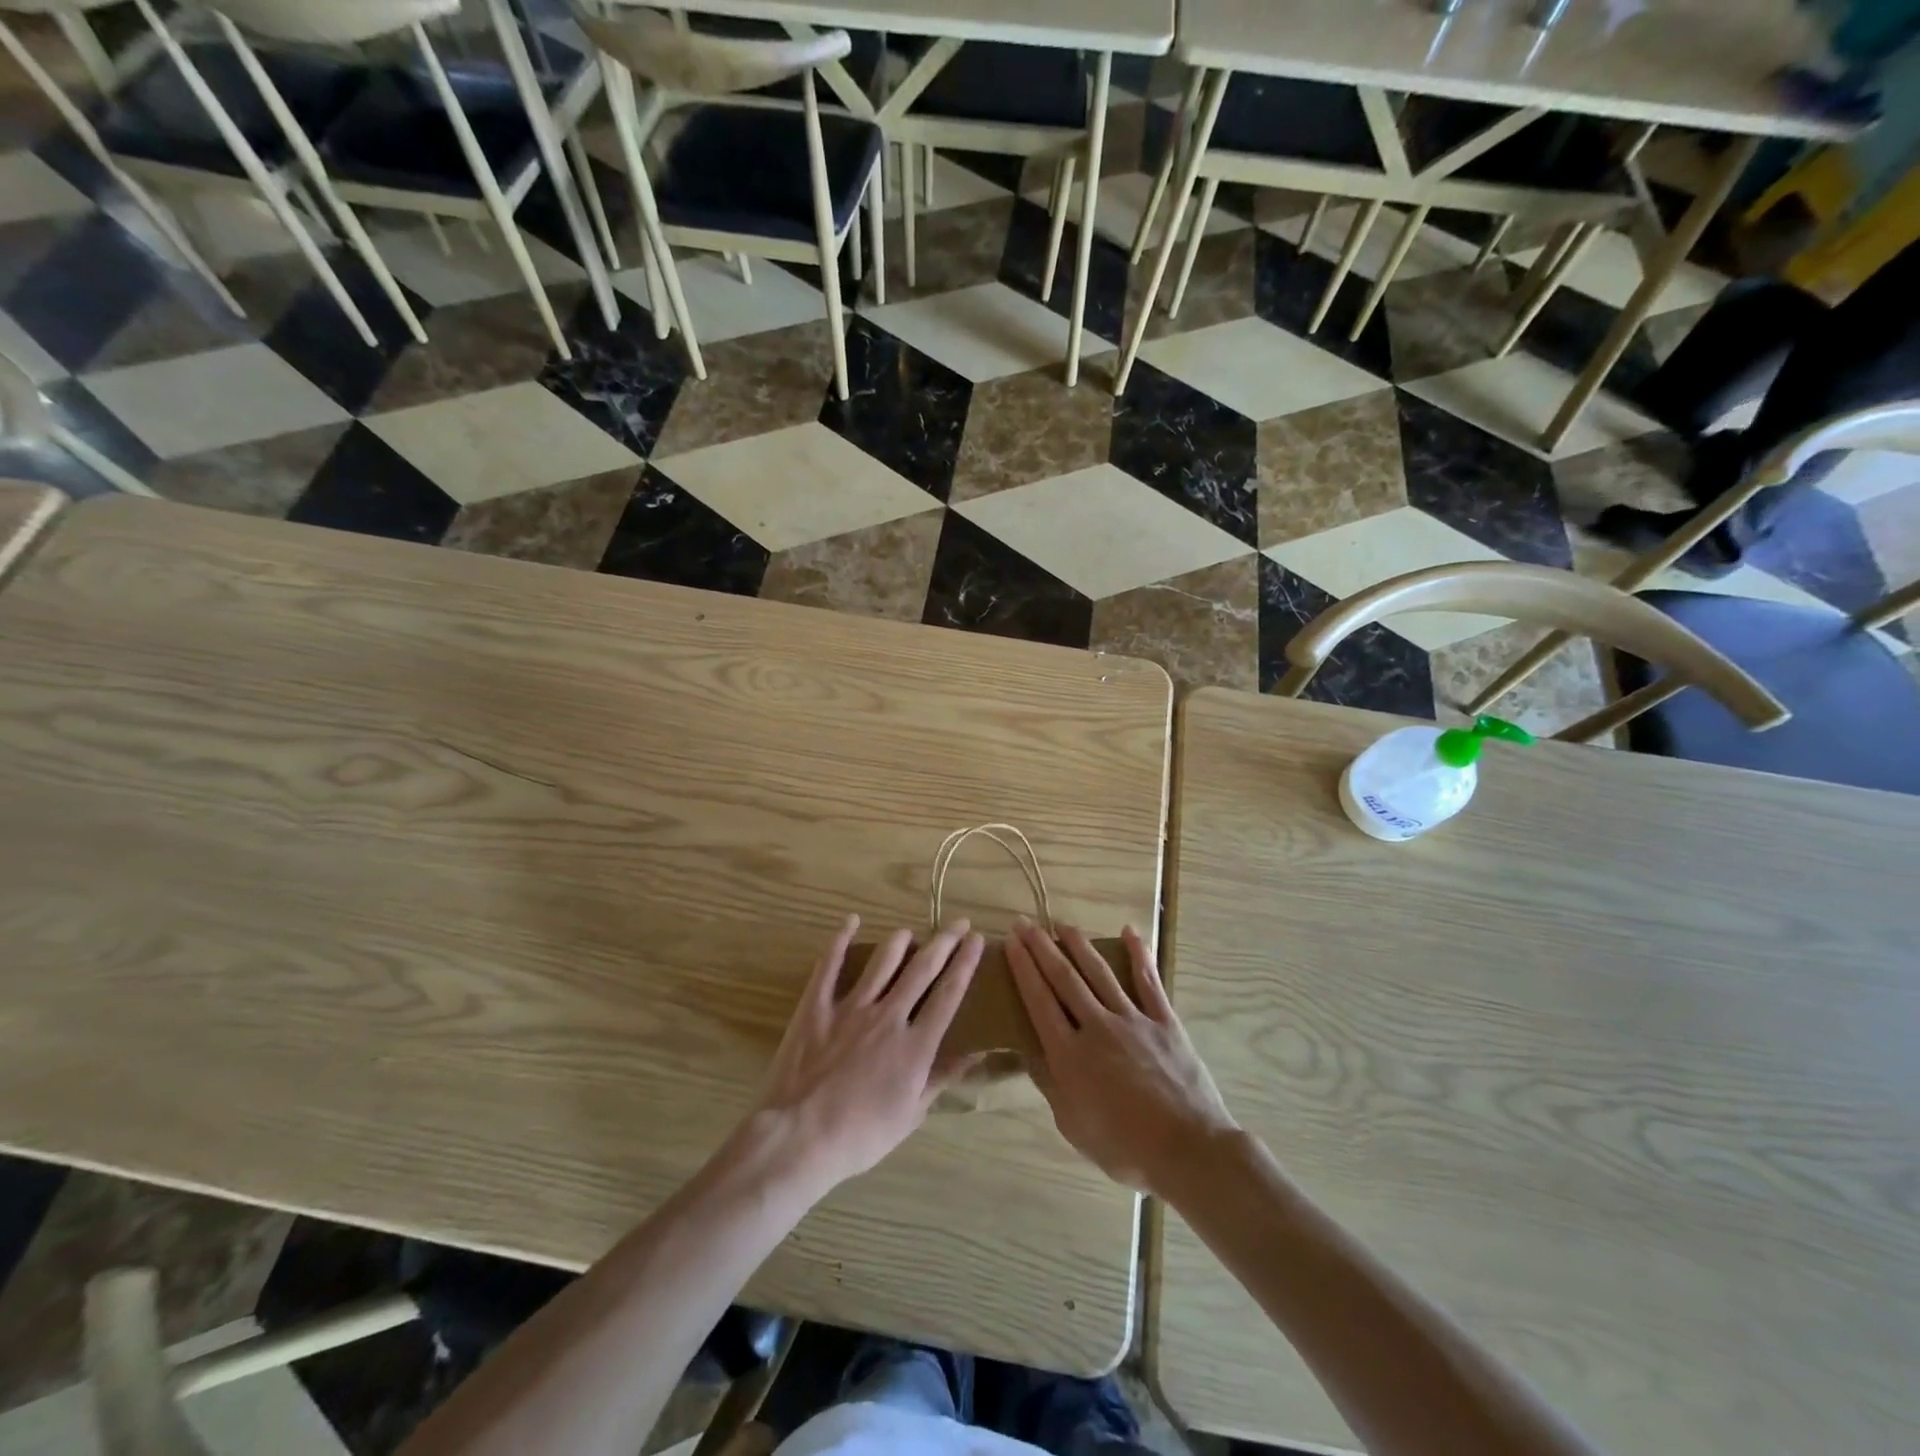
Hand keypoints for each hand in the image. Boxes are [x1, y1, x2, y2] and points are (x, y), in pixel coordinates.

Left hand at [745, 915, 984, 1194]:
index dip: (965, 963)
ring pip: (882, 961)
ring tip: (910, 931)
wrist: (799, 1138)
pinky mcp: (816, 1006)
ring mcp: (851, 1008)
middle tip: (958, 922)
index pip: (949, 994)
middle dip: (944, 942)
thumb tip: (974, 1053)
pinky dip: (840, 940)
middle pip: (922, 969)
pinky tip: (850, 921)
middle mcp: (888, 1016)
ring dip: (899, 941)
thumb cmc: (860, 1136)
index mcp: (915, 1045)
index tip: (976, 940)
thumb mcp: (910, 1115)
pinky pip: (830, 965)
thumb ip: (940, 1079)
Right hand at [1007, 921, 1236, 1196]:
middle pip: (1065, 979)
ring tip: (1064, 925)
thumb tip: (1027, 1049)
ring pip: (1100, 973)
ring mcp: (1133, 1020)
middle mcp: (1097, 1027)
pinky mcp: (1164, 1022)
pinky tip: (1130, 932)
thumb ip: (1049, 1083)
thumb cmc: (1124, 1147)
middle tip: (1026, 924)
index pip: (1039, 1001)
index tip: (1011, 942)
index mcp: (1070, 1055)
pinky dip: (1139, 955)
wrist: (1188, 1150)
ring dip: (1080, 946)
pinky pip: (1149, 982)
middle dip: (1042, 949)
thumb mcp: (1072, 1124)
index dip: (1024, 969)